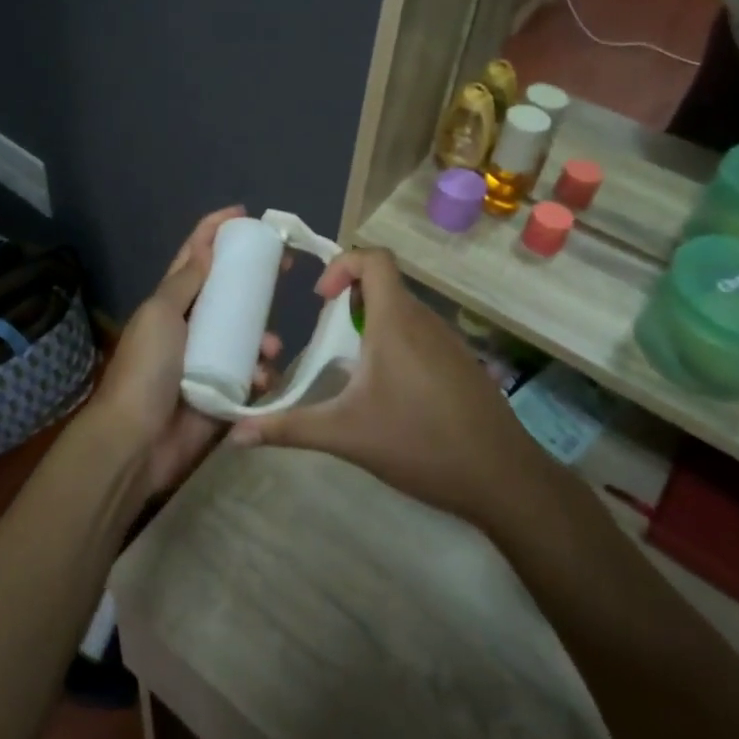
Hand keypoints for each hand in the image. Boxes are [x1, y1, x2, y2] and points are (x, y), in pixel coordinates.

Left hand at [87, 206, 283, 496]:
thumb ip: (185, 281)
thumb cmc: (146, 369)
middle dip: (255, 280)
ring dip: (263, 336)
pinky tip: (262, 379)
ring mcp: (208, 360)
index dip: (215, 231)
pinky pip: (251, 374)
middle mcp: (191, 326)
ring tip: (271, 347)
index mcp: (171, 302)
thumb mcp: (160, 314)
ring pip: (246, 334)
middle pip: (228, 293)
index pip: (194, 257)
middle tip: (285, 268)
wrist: (138, 440)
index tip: (243, 214)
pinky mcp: (223, 392)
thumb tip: (207, 245)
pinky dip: (261, 374)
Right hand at [228, 248, 579, 532]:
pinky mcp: (463, 364)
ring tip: (353, 366)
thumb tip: (236, 435)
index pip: (375, 259)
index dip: (344, 265)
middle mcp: (425, 320)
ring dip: (374, 324)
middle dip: (351, 301)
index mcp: (396, 321)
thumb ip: (289, 428)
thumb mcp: (345, 435)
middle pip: (386, 285)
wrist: (503, 478)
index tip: (322, 300)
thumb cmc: (419, 443)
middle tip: (329, 337)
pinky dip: (398, 344)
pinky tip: (391, 392)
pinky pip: (423, 334)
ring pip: (404, 311)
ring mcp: (449, 342)